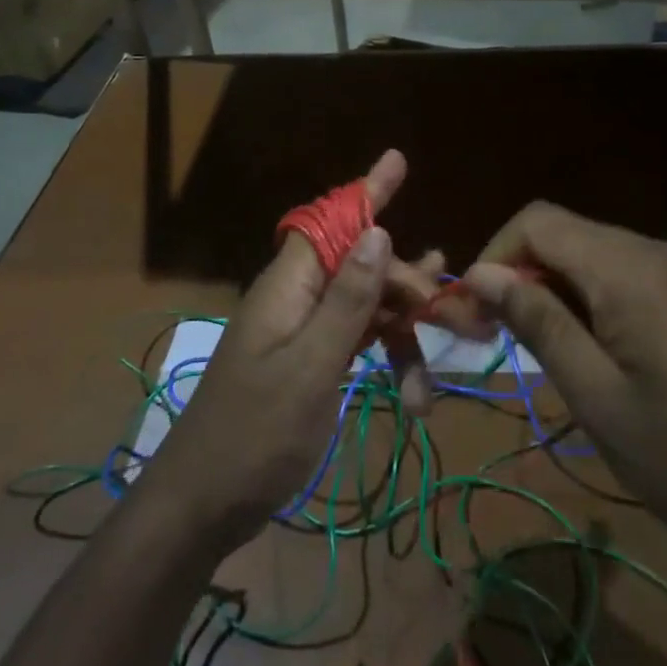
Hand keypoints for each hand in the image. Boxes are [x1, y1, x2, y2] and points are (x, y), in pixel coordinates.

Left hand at [140, 151, 439, 550]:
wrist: (203, 505)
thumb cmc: (254, 436)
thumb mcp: (310, 368)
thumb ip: (346, 300)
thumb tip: (376, 230)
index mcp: (288, 286)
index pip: (332, 222)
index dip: (366, 190)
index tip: (398, 159)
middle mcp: (296, 298)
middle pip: (362, 268)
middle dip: (410, 289)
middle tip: (463, 320)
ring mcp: (301, 331)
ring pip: (365, 308)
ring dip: (403, 335)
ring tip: (436, 376)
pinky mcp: (307, 362)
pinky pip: (355, 341)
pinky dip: (385, 359)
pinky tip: (415, 388)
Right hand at [463, 203, 666, 588]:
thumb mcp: (598, 398)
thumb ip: (539, 324)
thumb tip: (481, 273)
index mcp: (628, 268)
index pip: (537, 221)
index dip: (495, 255)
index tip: (475, 311)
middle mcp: (654, 252)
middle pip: (563, 235)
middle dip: (520, 274)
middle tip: (495, 337)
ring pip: (592, 256)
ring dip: (553, 291)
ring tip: (540, 352)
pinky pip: (625, 277)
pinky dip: (590, 301)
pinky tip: (592, 354)